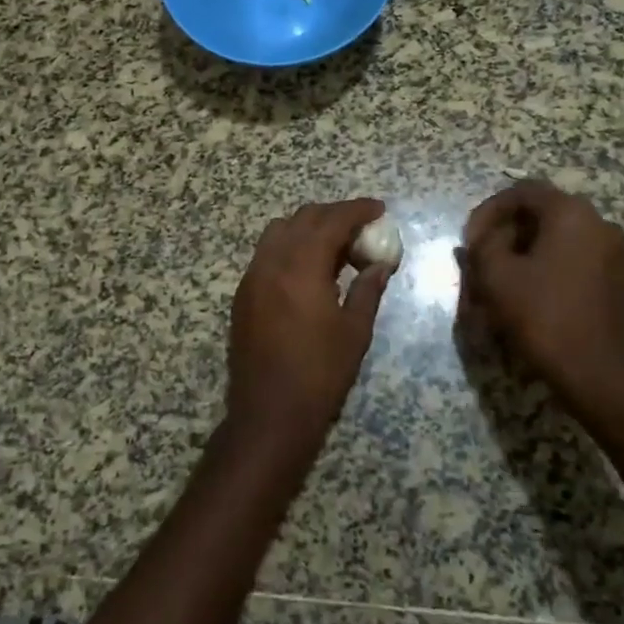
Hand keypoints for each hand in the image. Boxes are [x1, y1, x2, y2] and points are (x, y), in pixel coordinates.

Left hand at [227, 199, 392, 448]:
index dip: (357, 210)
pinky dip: (290, 246)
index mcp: (301, 266)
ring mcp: (252, 276)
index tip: (379, 209)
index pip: (332, 221)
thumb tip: (381, 264)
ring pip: (280, 231)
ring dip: (309, 228)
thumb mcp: (354, 331)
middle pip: (303, 218)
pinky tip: (309, 268)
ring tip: (336, 246)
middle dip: (334, 215)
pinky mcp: (243, 293)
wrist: (268, 414)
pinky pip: (267, 252)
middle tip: (362, 227)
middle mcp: (272, 261)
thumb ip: (368, 289)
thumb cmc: (320, 374)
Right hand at [459, 181, 623, 416]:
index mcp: (570, 213)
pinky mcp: (616, 277)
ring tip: (500, 276)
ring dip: (524, 249)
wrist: (594, 371)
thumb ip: (482, 245)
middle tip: (482, 257)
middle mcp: (598, 222)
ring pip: (557, 236)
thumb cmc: (541, 314)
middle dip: (505, 232)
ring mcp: (613, 250)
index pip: (521, 192)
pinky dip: (547, 264)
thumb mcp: (496, 275)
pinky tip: (527, 290)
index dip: (488, 212)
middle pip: (540, 213)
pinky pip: (573, 255)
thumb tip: (481, 239)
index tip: (469, 241)